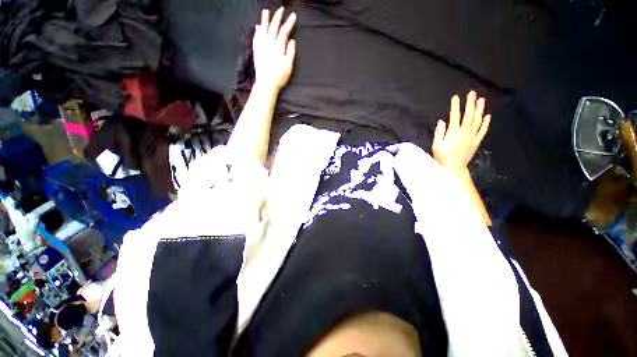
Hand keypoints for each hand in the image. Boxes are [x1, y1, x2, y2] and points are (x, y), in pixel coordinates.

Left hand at [253, 8, 296, 91]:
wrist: (266, 83)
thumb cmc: (279, 76)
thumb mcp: (288, 65)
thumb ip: (290, 51)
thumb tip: (292, 40)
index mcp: (278, 46)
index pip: (284, 31)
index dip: (289, 22)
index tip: (293, 15)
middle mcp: (269, 43)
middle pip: (273, 27)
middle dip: (277, 17)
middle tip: (281, 9)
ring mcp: (261, 46)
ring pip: (263, 29)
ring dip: (265, 19)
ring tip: (266, 11)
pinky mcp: (256, 50)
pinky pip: (256, 37)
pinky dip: (257, 31)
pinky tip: (258, 27)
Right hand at [432, 91, 490, 173]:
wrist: (454, 168)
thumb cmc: (442, 157)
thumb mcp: (436, 145)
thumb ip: (439, 132)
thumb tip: (442, 121)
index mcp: (453, 133)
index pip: (455, 116)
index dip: (455, 106)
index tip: (456, 97)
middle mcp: (465, 132)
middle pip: (469, 115)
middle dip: (470, 103)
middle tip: (473, 93)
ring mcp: (473, 136)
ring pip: (478, 120)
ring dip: (480, 109)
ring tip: (481, 100)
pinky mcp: (477, 141)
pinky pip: (483, 130)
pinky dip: (486, 122)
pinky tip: (487, 116)